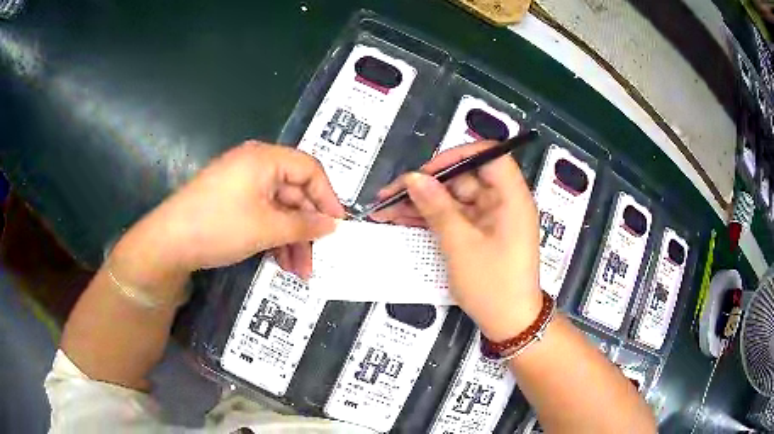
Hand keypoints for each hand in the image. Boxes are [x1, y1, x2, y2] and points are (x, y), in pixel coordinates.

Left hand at [120, 141, 344, 278]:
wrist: (168, 243)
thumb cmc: (218, 226)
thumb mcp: (266, 228)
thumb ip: (303, 225)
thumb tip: (332, 225)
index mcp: (265, 159)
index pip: (310, 170)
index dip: (328, 198)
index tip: (338, 227)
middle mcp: (255, 165)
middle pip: (294, 193)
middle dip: (307, 229)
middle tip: (317, 260)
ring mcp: (242, 185)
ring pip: (279, 209)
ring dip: (292, 239)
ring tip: (299, 271)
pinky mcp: (233, 203)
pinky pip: (262, 216)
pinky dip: (274, 237)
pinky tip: (280, 262)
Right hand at [373, 142, 541, 340]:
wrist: (509, 324)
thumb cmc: (492, 285)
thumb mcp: (460, 245)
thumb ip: (436, 207)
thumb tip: (414, 178)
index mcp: (511, 197)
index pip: (488, 156)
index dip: (457, 156)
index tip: (427, 171)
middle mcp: (502, 202)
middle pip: (464, 178)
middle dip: (427, 184)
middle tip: (393, 194)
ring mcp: (490, 219)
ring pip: (453, 199)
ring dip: (422, 203)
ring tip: (387, 209)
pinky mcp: (479, 234)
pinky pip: (453, 217)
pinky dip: (430, 219)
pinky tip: (402, 220)